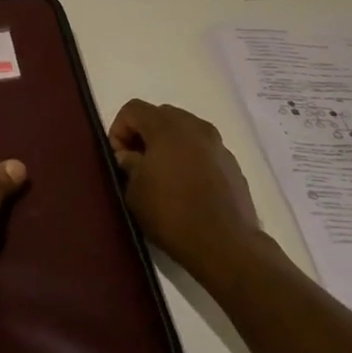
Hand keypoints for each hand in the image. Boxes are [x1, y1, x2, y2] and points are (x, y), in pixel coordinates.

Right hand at [109, 100, 267, 289]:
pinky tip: (186, 187)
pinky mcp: (232, 164)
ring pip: (185, 130)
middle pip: (161, 115)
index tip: (119, 158)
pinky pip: (203, 149)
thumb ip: (128, 165)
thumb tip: (130, 156)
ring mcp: (218, 145)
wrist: (224, 244)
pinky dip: (189, 157)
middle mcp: (196, 127)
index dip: (119, 129)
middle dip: (144, 133)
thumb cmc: (171, 214)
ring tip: (162, 175)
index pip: (134, 108)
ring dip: (168, 144)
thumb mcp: (135, 191)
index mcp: (168, 128)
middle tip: (137, 163)